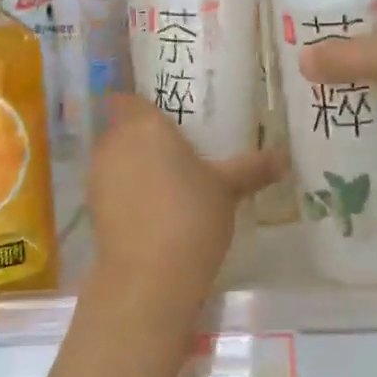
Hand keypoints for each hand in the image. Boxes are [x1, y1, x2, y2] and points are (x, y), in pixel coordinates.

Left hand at [86, 95, 280, 314]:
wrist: (149, 277)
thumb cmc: (191, 216)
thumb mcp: (228, 189)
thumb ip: (252, 168)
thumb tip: (284, 158)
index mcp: (144, 124)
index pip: (130, 98)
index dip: (144, 104)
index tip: (168, 115)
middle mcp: (114, 143)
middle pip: (123, 128)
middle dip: (144, 137)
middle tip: (177, 149)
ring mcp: (98, 176)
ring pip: (116, 159)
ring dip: (134, 166)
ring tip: (168, 182)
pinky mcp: (93, 209)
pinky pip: (112, 188)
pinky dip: (127, 193)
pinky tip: (153, 211)